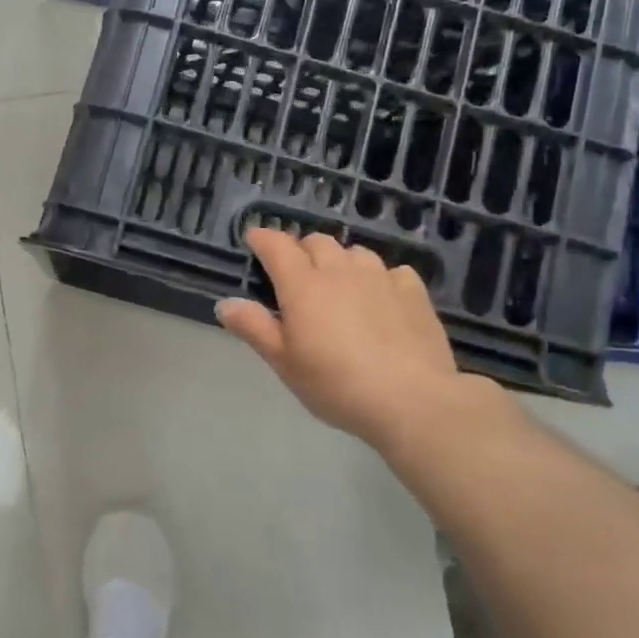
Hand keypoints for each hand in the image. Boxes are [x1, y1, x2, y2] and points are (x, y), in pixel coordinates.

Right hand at [216, 230, 512, 459]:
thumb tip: (225, 303)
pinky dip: (379, 278)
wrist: (411, 399)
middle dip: (302, 250)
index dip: (263, 238)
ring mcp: (380, 277)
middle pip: (317, 242)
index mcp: (303, 285)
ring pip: (355, 252)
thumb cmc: (336, 384)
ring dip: (341, 261)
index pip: (277, 246)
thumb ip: (254, 328)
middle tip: (296, 274)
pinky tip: (381, 299)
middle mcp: (340, 270)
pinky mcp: (413, 291)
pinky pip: (391, 271)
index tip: (254, 239)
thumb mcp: (284, 362)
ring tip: (339, 285)